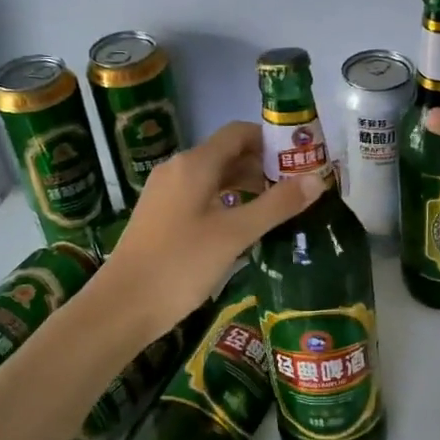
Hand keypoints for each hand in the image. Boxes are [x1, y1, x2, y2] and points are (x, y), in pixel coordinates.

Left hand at [98, 121, 322, 337]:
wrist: (121, 307)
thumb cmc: (180, 265)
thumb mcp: (234, 235)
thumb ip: (276, 205)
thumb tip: (317, 179)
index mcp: (194, 164)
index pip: (239, 133)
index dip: (271, 140)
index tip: (301, 158)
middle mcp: (178, 169)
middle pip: (227, 153)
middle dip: (263, 165)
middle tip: (297, 187)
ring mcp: (165, 193)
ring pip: (214, 176)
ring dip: (246, 185)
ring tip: (277, 207)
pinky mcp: (160, 216)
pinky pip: (201, 195)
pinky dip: (226, 201)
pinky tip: (243, 226)